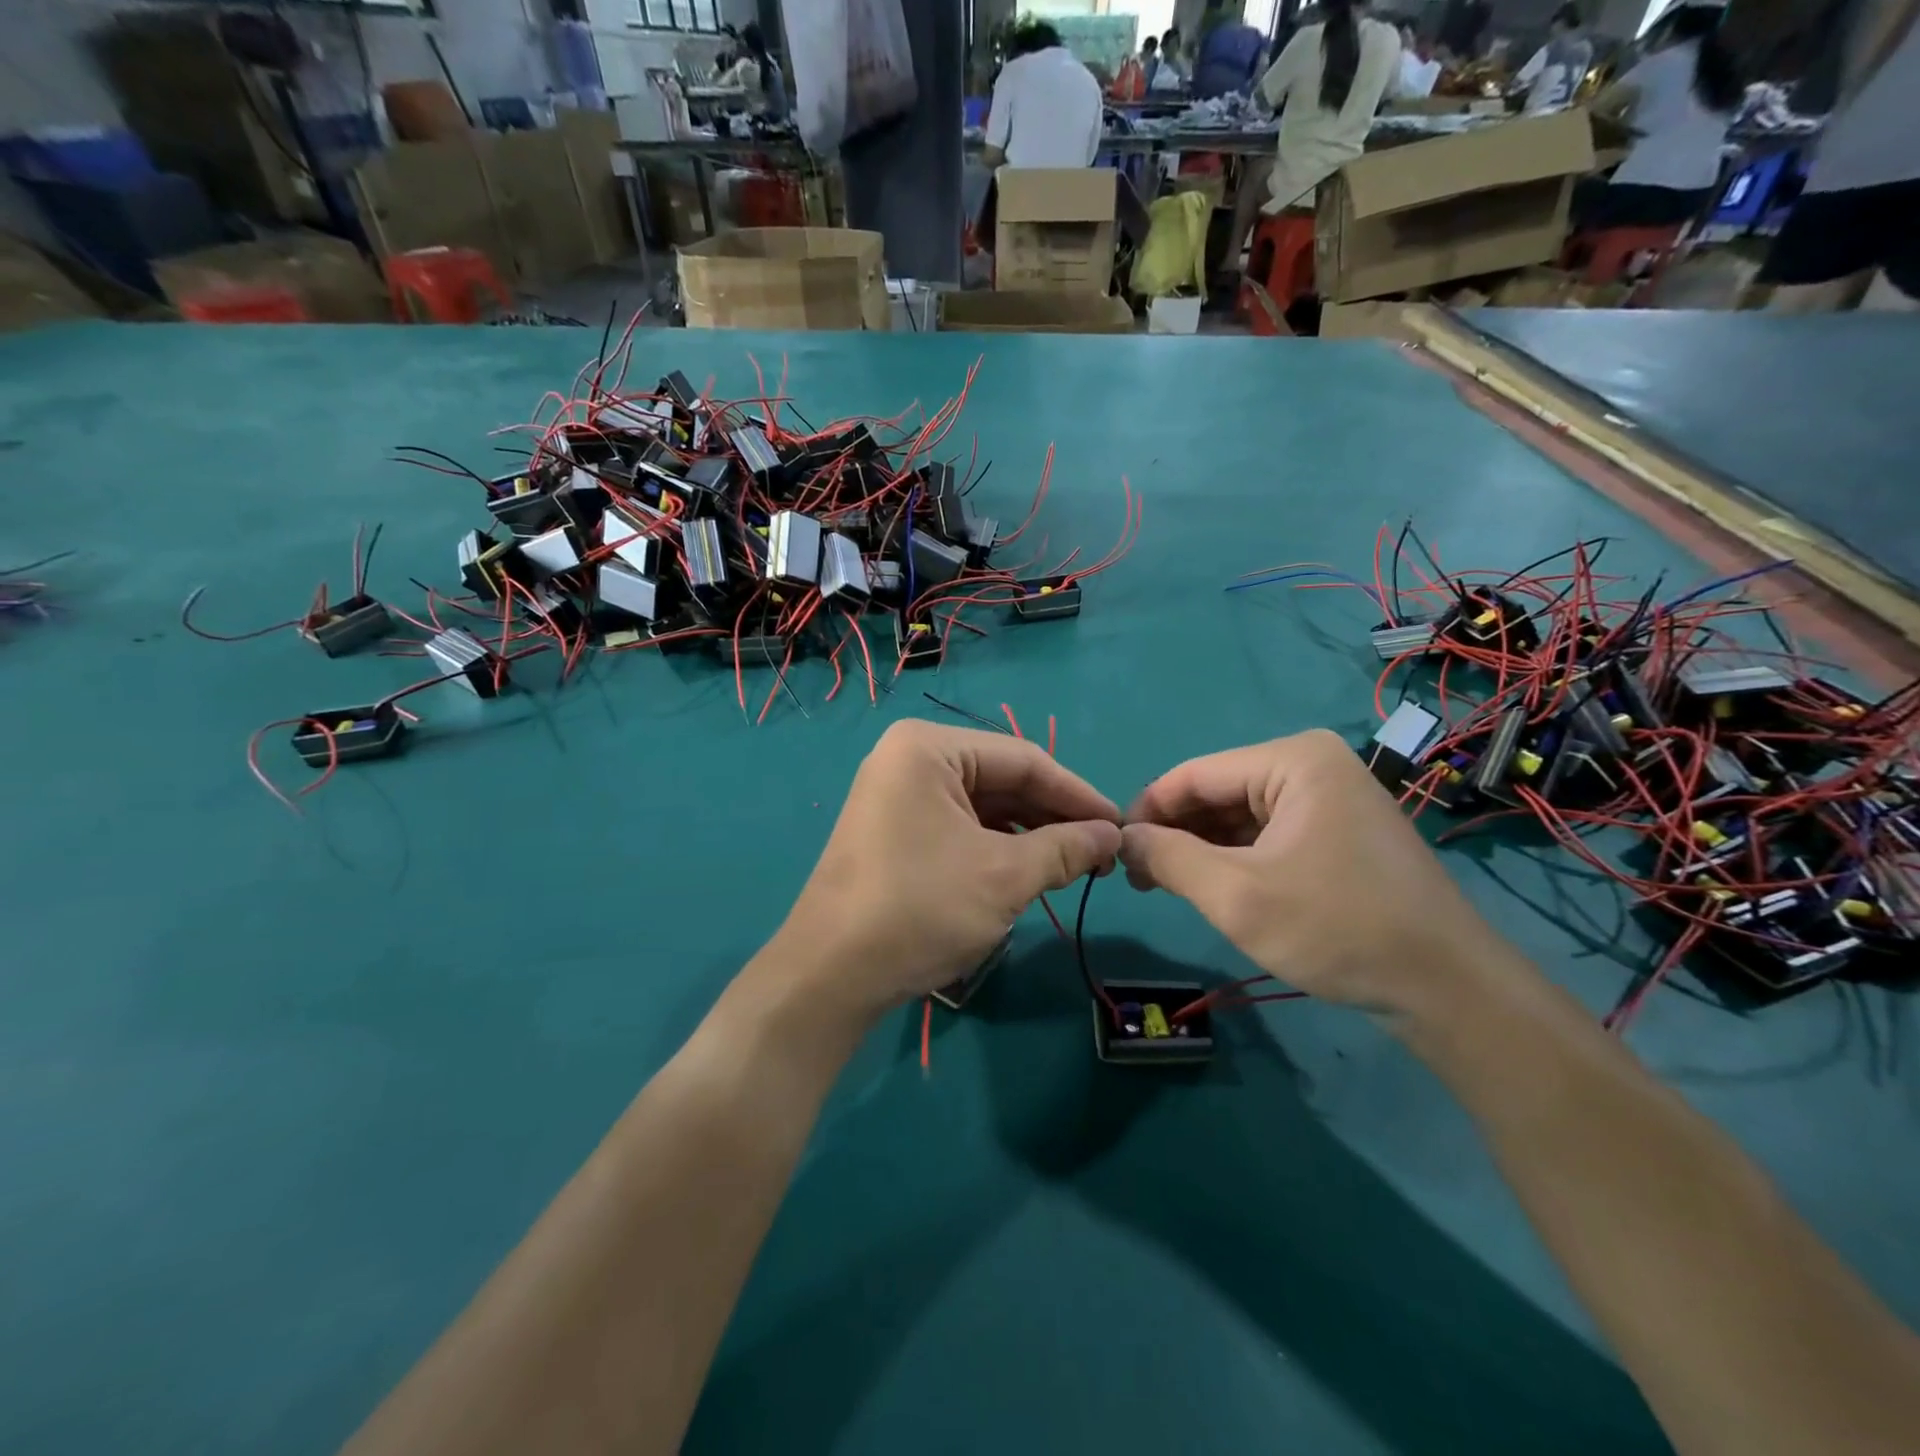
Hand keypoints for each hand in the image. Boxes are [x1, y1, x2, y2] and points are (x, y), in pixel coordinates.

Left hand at [767, 720, 1121, 1019]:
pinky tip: (1030, 870)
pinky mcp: (894, 830)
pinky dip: (997, 847)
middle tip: (1102, 853)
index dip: (1078, 794)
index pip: (1023, 760)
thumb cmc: (920, 908)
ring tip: (1075, 865)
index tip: (1121, 826)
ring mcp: (897, 795)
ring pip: (983, 806)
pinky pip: (959, 826)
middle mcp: (909, 759)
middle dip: (1053, 816)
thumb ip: (1064, 848)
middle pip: (1002, 780)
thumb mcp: (1004, 876)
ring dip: (1029, 834)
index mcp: (929, 748)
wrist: (831, 974)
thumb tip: (1111, 835)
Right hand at [1119, 729, 1510, 1013]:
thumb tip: (1124, 839)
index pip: (1193, 775)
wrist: (1448, 988)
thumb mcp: (1235, 895)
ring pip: (1241, 816)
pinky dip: (1236, 858)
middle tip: (1140, 881)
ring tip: (1170, 888)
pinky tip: (1216, 888)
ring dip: (1203, 850)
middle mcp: (1312, 764)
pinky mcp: (1339, 830)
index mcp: (1292, 759)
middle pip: (1217, 793)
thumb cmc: (1337, 928)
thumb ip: (1168, 859)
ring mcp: (1331, 797)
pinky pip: (1269, 834)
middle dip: (1175, 834)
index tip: (1115, 853)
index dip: (1146, 811)